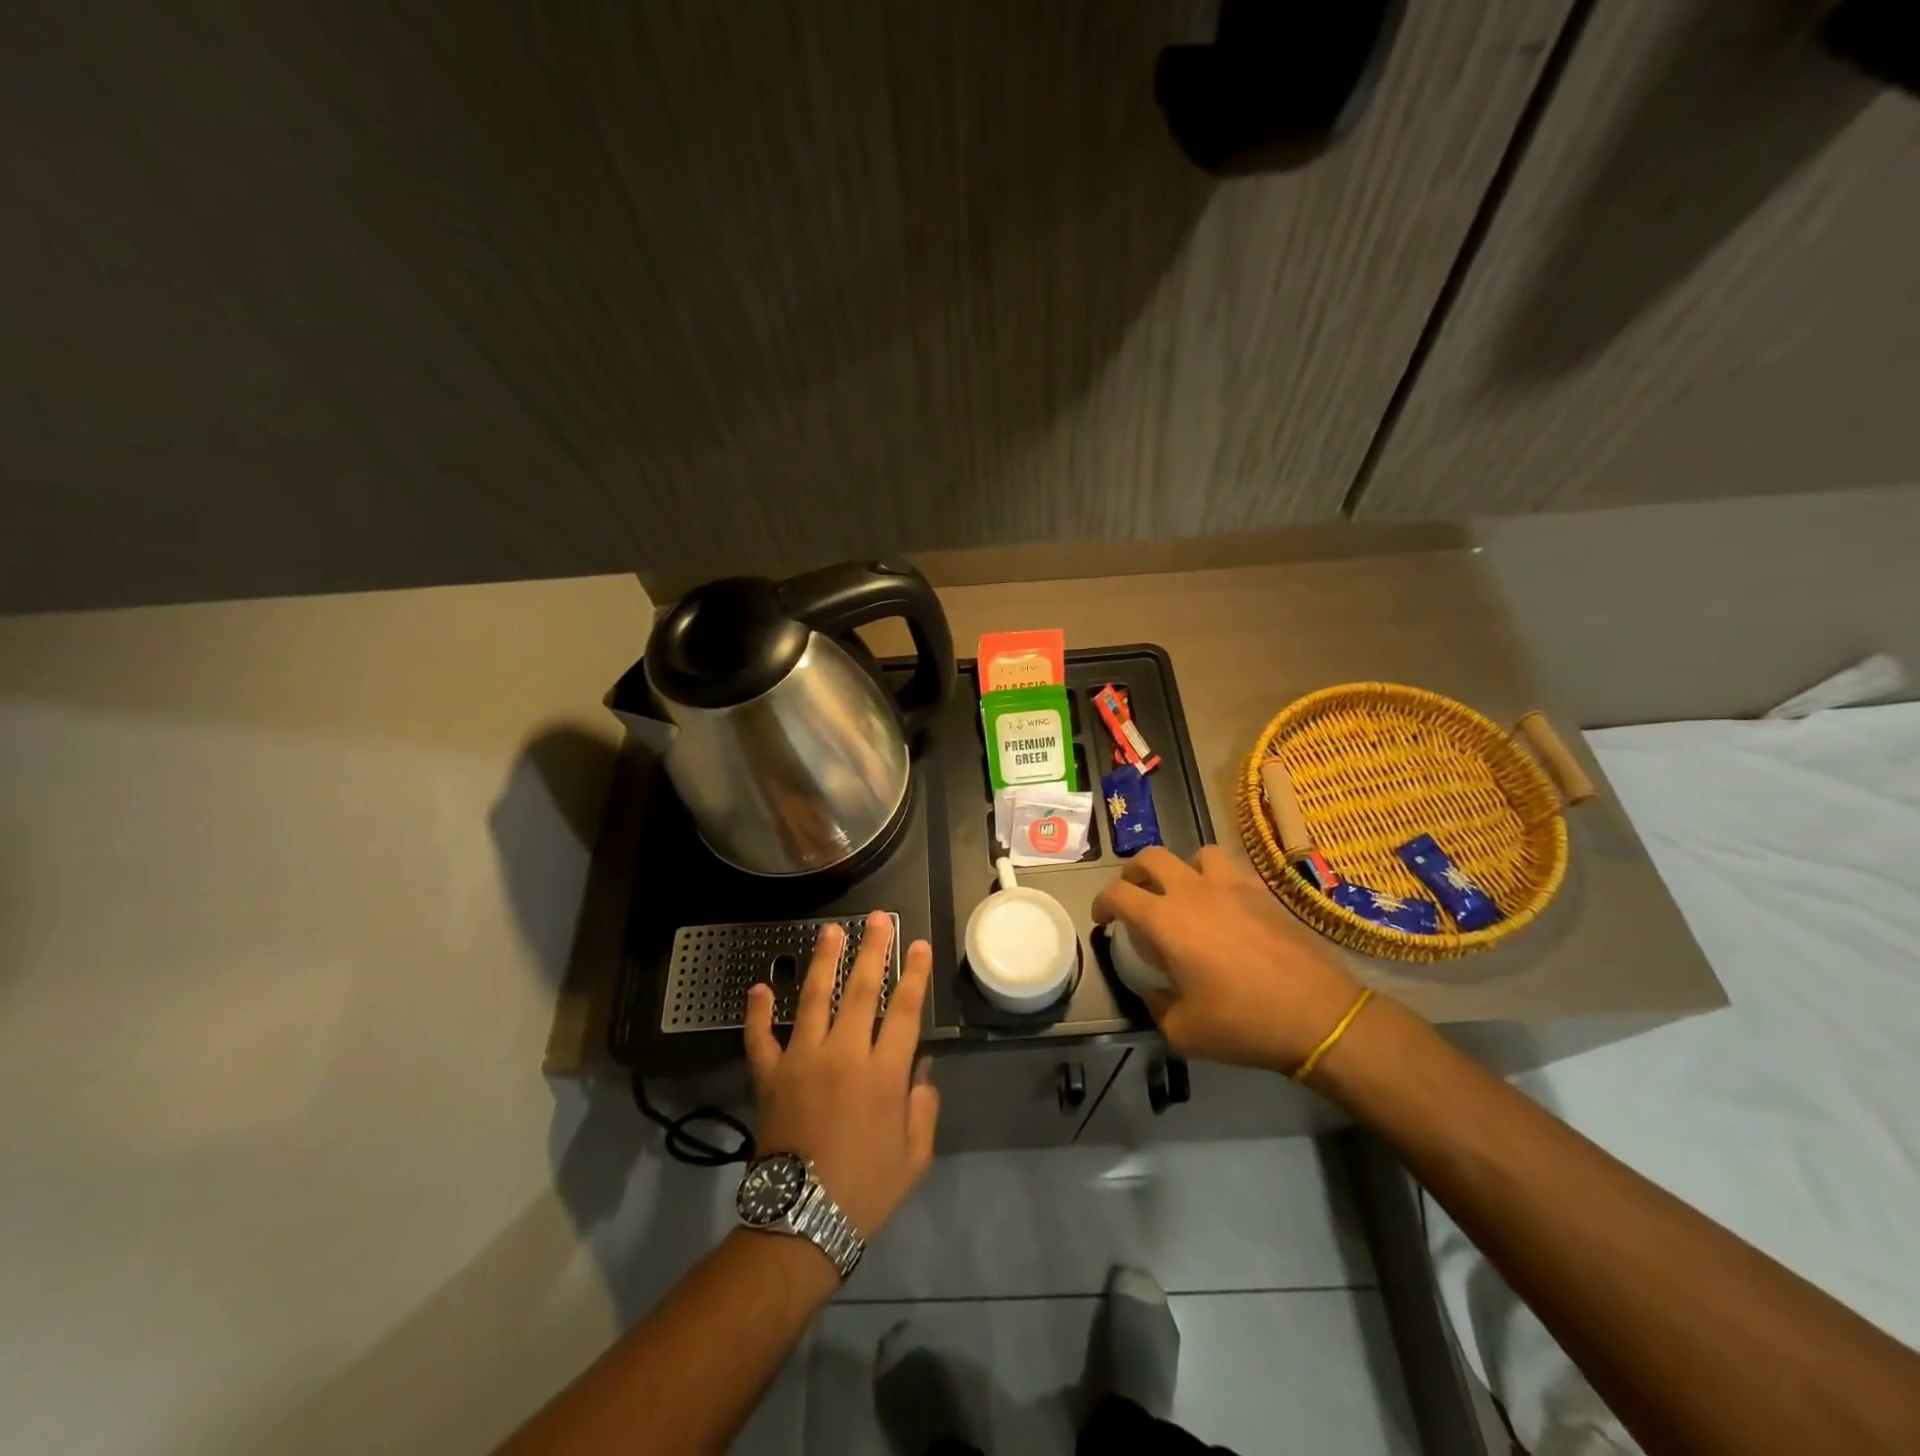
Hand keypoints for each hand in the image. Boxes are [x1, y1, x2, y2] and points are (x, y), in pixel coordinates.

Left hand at [744, 912, 938, 1237]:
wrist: (800, 1224)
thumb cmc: (865, 1191)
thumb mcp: (913, 1156)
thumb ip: (923, 1107)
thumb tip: (922, 1069)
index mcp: (883, 1074)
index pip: (904, 1010)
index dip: (913, 974)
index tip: (918, 945)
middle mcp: (843, 1055)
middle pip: (860, 991)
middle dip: (872, 950)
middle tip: (878, 918)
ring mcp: (802, 1062)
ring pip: (813, 1000)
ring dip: (823, 962)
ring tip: (831, 931)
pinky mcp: (770, 1077)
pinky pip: (760, 1039)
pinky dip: (758, 1014)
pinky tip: (759, 987)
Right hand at [1092, 846, 1364, 1073]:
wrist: (1319, 1015)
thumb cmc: (1244, 1023)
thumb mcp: (1183, 1032)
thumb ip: (1156, 1006)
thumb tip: (1152, 991)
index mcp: (1166, 920)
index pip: (1119, 893)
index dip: (1102, 902)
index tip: (1104, 919)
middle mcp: (1194, 891)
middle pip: (1151, 857)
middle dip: (1134, 872)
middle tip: (1136, 894)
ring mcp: (1233, 886)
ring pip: (1197, 853)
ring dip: (1183, 869)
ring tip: (1186, 894)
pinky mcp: (1264, 893)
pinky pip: (1234, 871)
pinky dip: (1220, 880)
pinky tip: (1227, 907)